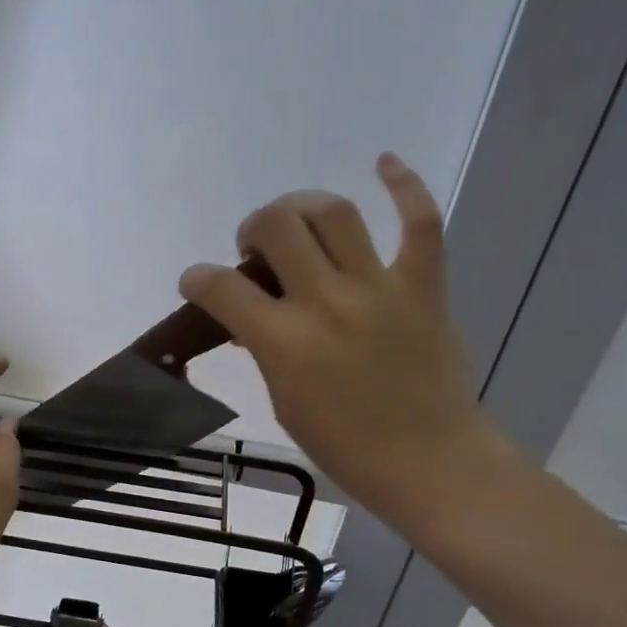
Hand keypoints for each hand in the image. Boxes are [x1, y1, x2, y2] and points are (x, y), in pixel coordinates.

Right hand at [179, 154, 517, 538]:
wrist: (430, 463)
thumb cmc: (347, 448)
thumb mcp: (285, 402)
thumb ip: (267, 350)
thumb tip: (258, 317)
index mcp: (284, 343)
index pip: (221, 288)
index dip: (197, 278)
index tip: (196, 282)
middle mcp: (326, 302)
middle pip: (275, 226)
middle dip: (252, 229)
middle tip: (256, 251)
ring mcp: (378, 288)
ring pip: (333, 212)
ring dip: (301, 207)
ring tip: (297, 224)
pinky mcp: (422, 286)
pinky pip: (420, 222)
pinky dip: (404, 186)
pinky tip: (385, 163)